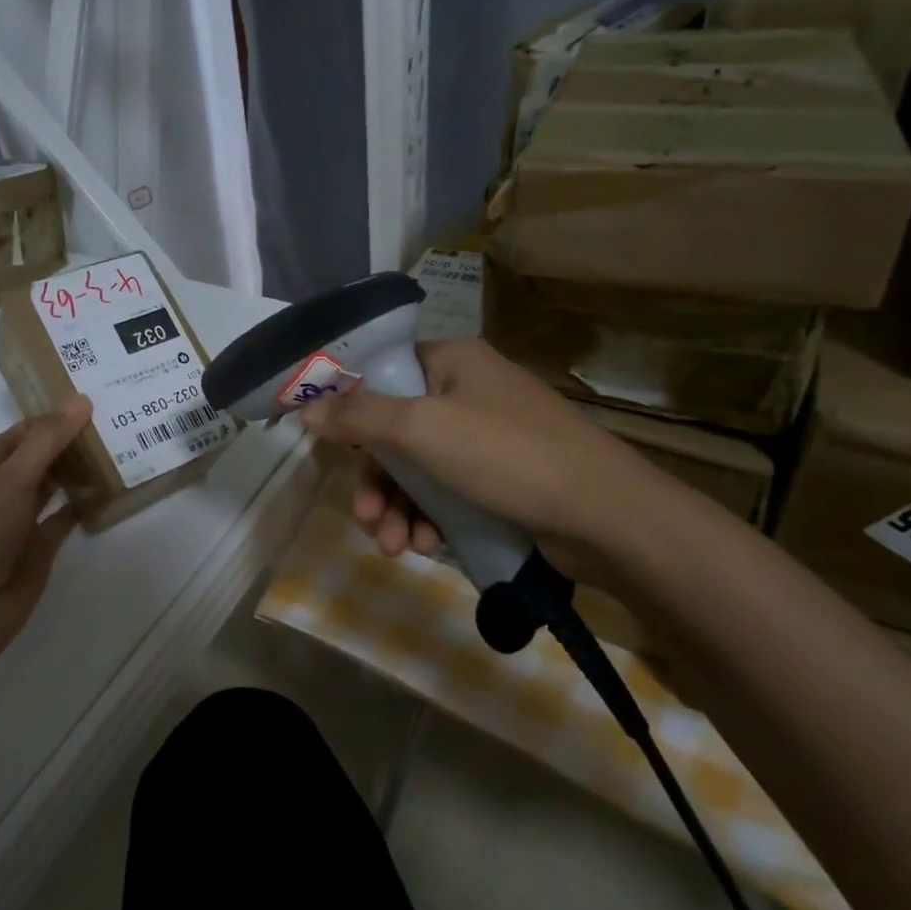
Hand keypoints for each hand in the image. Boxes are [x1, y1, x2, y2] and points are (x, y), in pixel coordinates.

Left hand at [0, 396, 93, 663]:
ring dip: (80, 470)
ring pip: (55, 485)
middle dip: (71, 441)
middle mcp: (2, 489)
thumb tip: (82, 399)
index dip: (53, 417)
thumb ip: (48, 440)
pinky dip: (85, 504)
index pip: (23, 432)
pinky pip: (66, 517)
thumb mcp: (13, 478)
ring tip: (119, 448)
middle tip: (116, 421)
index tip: (92, 404)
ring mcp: (21, 519)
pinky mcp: (40, 546)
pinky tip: (110, 490)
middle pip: (41, 456)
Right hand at [297, 340, 667, 582]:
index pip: (382, 374)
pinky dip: (430, 518)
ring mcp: (487, 438)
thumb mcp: (423, 429)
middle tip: (365, 518)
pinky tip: (426, 546)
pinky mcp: (502, 479)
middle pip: (396, 431)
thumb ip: (359, 417)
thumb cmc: (506, 455)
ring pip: (419, 469)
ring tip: (395, 547)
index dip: (350, 409)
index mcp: (451, 362)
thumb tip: (305, 408)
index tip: (329, 447)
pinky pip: (448, 492)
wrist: (604, 517)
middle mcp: (467, 392)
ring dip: (398, 508)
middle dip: (376, 481)